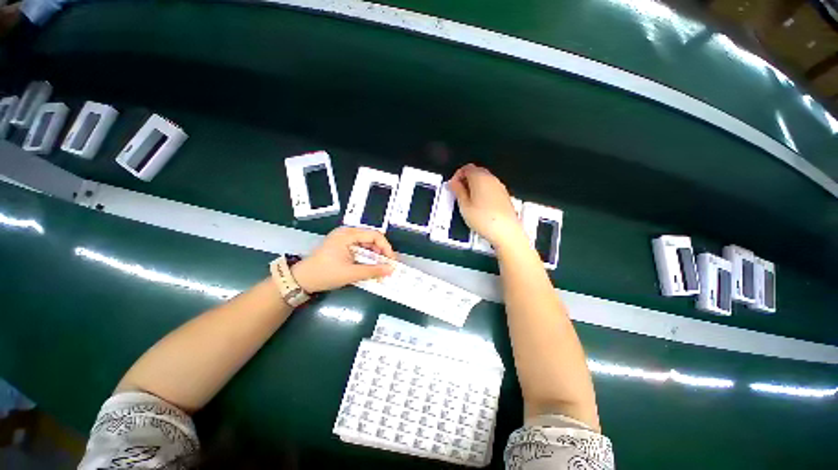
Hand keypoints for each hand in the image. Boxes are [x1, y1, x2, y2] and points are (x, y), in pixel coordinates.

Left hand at [291, 227, 395, 293]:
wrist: (301, 279)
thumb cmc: (325, 274)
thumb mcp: (351, 273)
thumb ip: (373, 271)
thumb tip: (391, 270)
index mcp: (348, 235)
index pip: (374, 235)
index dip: (386, 247)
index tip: (391, 260)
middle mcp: (346, 233)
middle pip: (371, 238)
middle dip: (381, 251)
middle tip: (387, 265)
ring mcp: (343, 239)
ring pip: (366, 243)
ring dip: (374, 255)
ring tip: (379, 267)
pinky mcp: (341, 245)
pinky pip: (359, 248)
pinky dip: (366, 256)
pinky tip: (369, 266)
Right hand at [448, 164, 526, 248]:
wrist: (505, 231)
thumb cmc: (483, 219)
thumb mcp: (464, 205)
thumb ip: (458, 191)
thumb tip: (453, 183)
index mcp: (480, 178)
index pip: (466, 168)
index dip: (457, 175)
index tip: (453, 186)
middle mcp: (491, 179)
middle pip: (476, 172)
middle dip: (466, 180)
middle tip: (458, 193)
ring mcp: (500, 187)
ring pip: (484, 180)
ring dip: (474, 186)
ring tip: (468, 201)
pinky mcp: (504, 196)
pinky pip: (491, 188)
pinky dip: (483, 192)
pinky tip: (479, 206)